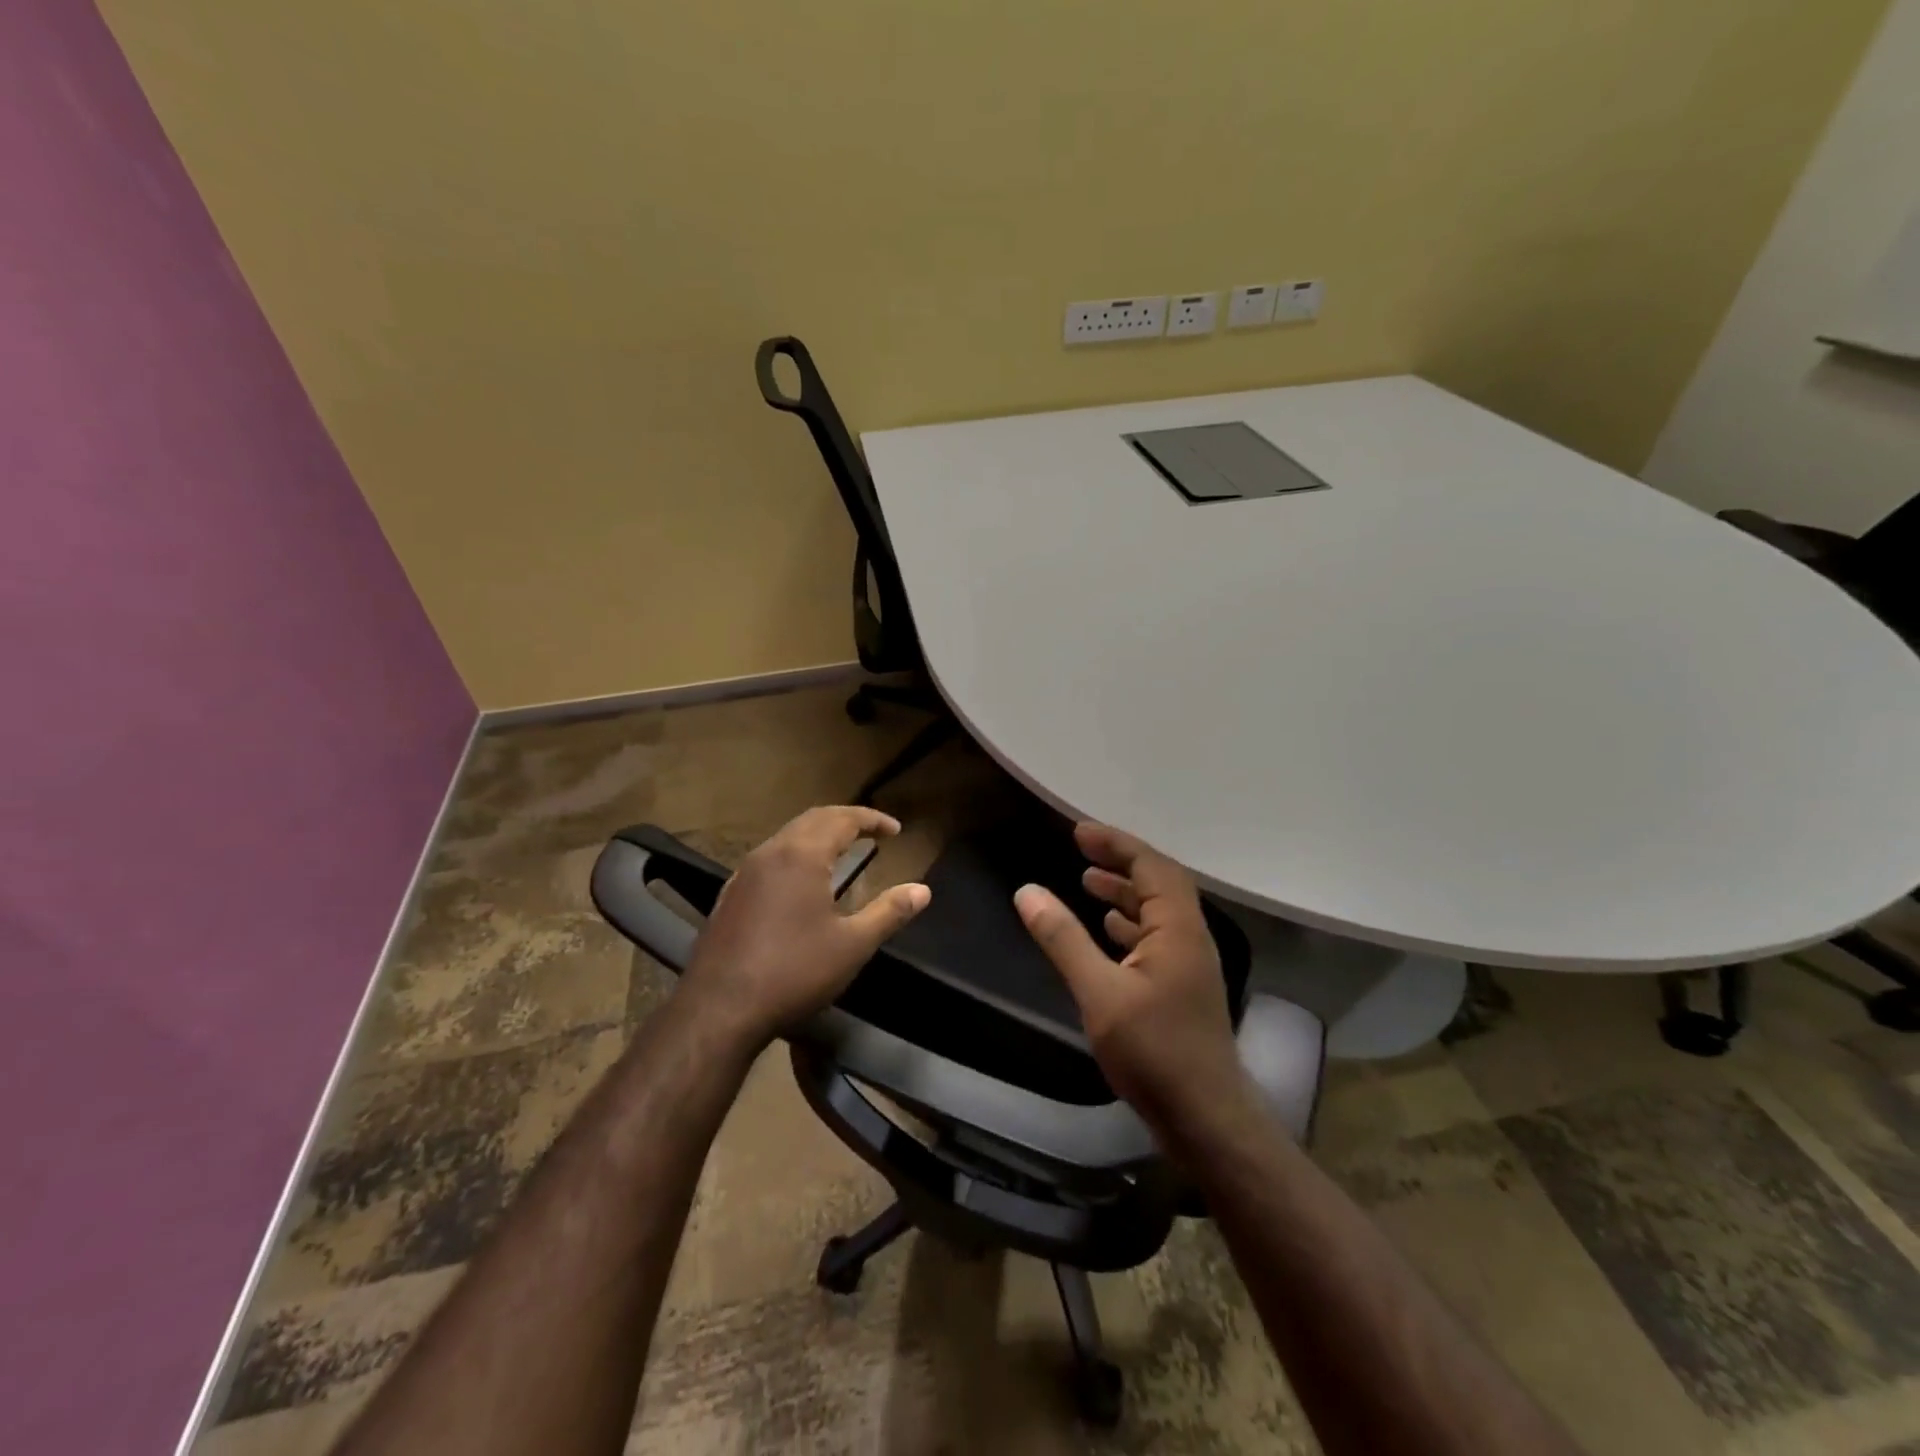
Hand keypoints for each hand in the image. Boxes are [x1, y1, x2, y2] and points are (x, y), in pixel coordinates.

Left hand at [680, 806, 930, 1047]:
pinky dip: (796, 854)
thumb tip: (923, 890)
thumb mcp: (852, 945)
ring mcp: (744, 873)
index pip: (842, 819)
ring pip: (787, 837)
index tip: (896, 830)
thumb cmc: (793, 972)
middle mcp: (770, 853)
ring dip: (818, 835)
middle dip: (845, 820)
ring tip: (842, 850)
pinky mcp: (730, 895)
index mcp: (802, 855)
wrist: (718, 1009)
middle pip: (812, 819)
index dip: (872, 820)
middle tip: (872, 832)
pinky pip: (770, 858)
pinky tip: (801, 882)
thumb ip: (889, 912)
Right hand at [1014, 822, 1245, 1131]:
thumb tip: (1027, 892)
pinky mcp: (1182, 989)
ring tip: (1088, 881)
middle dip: (1121, 861)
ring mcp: (1189, 965)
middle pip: (1159, 883)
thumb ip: (1063, 939)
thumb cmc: (1154, 1052)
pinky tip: (1108, 931)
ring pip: (1158, 912)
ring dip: (1125, 892)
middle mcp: (1191, 938)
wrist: (1205, 1119)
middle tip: (1081, 849)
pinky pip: (1157, 938)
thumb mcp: (1099, 993)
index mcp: (1179, 929)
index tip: (1078, 832)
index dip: (1116, 843)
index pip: (1151, 866)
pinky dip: (1130, 924)